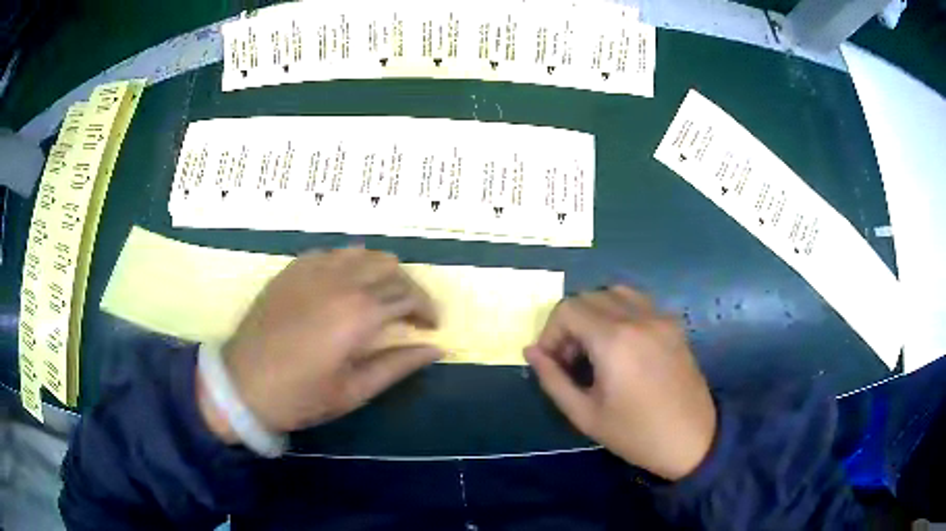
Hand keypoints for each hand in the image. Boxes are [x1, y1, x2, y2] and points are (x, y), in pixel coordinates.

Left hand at [200, 248, 441, 439]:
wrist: (242, 385)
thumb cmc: (300, 396)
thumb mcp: (354, 390)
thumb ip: (398, 365)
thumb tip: (437, 349)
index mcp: (358, 313)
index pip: (408, 295)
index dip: (427, 308)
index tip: (431, 327)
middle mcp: (339, 281)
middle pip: (390, 267)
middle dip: (409, 288)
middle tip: (409, 314)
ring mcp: (313, 270)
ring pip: (363, 253)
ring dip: (381, 271)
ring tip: (381, 297)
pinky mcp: (293, 269)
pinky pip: (333, 253)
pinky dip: (351, 264)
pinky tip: (346, 287)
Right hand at [524, 286, 715, 480]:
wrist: (692, 439)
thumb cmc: (635, 434)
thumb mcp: (585, 415)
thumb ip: (552, 379)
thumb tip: (531, 351)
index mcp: (614, 341)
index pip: (567, 310)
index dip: (550, 333)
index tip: (552, 362)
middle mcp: (638, 317)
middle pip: (588, 297)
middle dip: (569, 324)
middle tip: (570, 359)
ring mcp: (660, 316)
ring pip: (614, 292)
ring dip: (594, 313)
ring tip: (594, 348)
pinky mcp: (674, 323)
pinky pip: (638, 301)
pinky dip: (619, 311)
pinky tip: (621, 344)